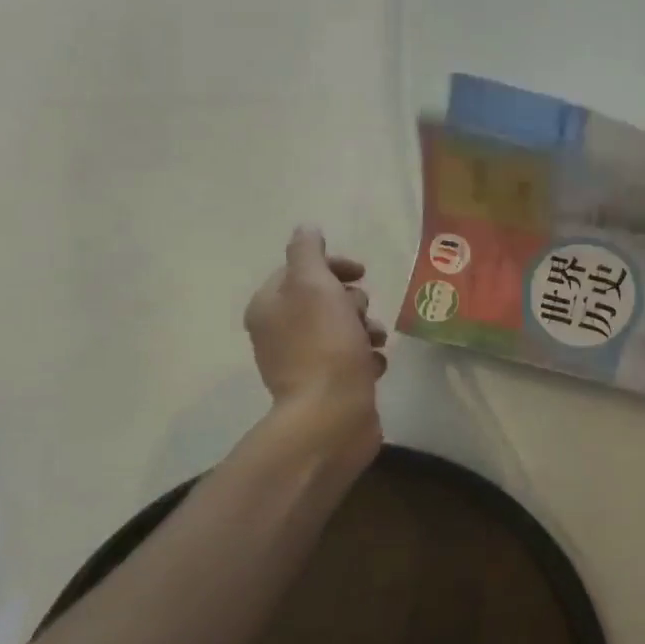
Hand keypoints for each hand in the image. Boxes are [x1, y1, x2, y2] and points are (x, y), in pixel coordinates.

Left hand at [243, 227, 387, 475]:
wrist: (332, 415)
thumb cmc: (324, 344)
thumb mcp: (314, 285)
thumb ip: (308, 252)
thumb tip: (307, 229)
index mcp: (269, 306)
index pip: (300, 269)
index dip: (333, 266)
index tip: (362, 273)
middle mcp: (280, 332)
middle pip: (325, 299)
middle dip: (351, 301)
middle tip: (360, 314)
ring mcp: (303, 362)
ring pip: (342, 328)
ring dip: (364, 328)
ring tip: (374, 342)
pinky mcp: (326, 386)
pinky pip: (351, 359)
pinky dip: (366, 358)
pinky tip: (374, 365)